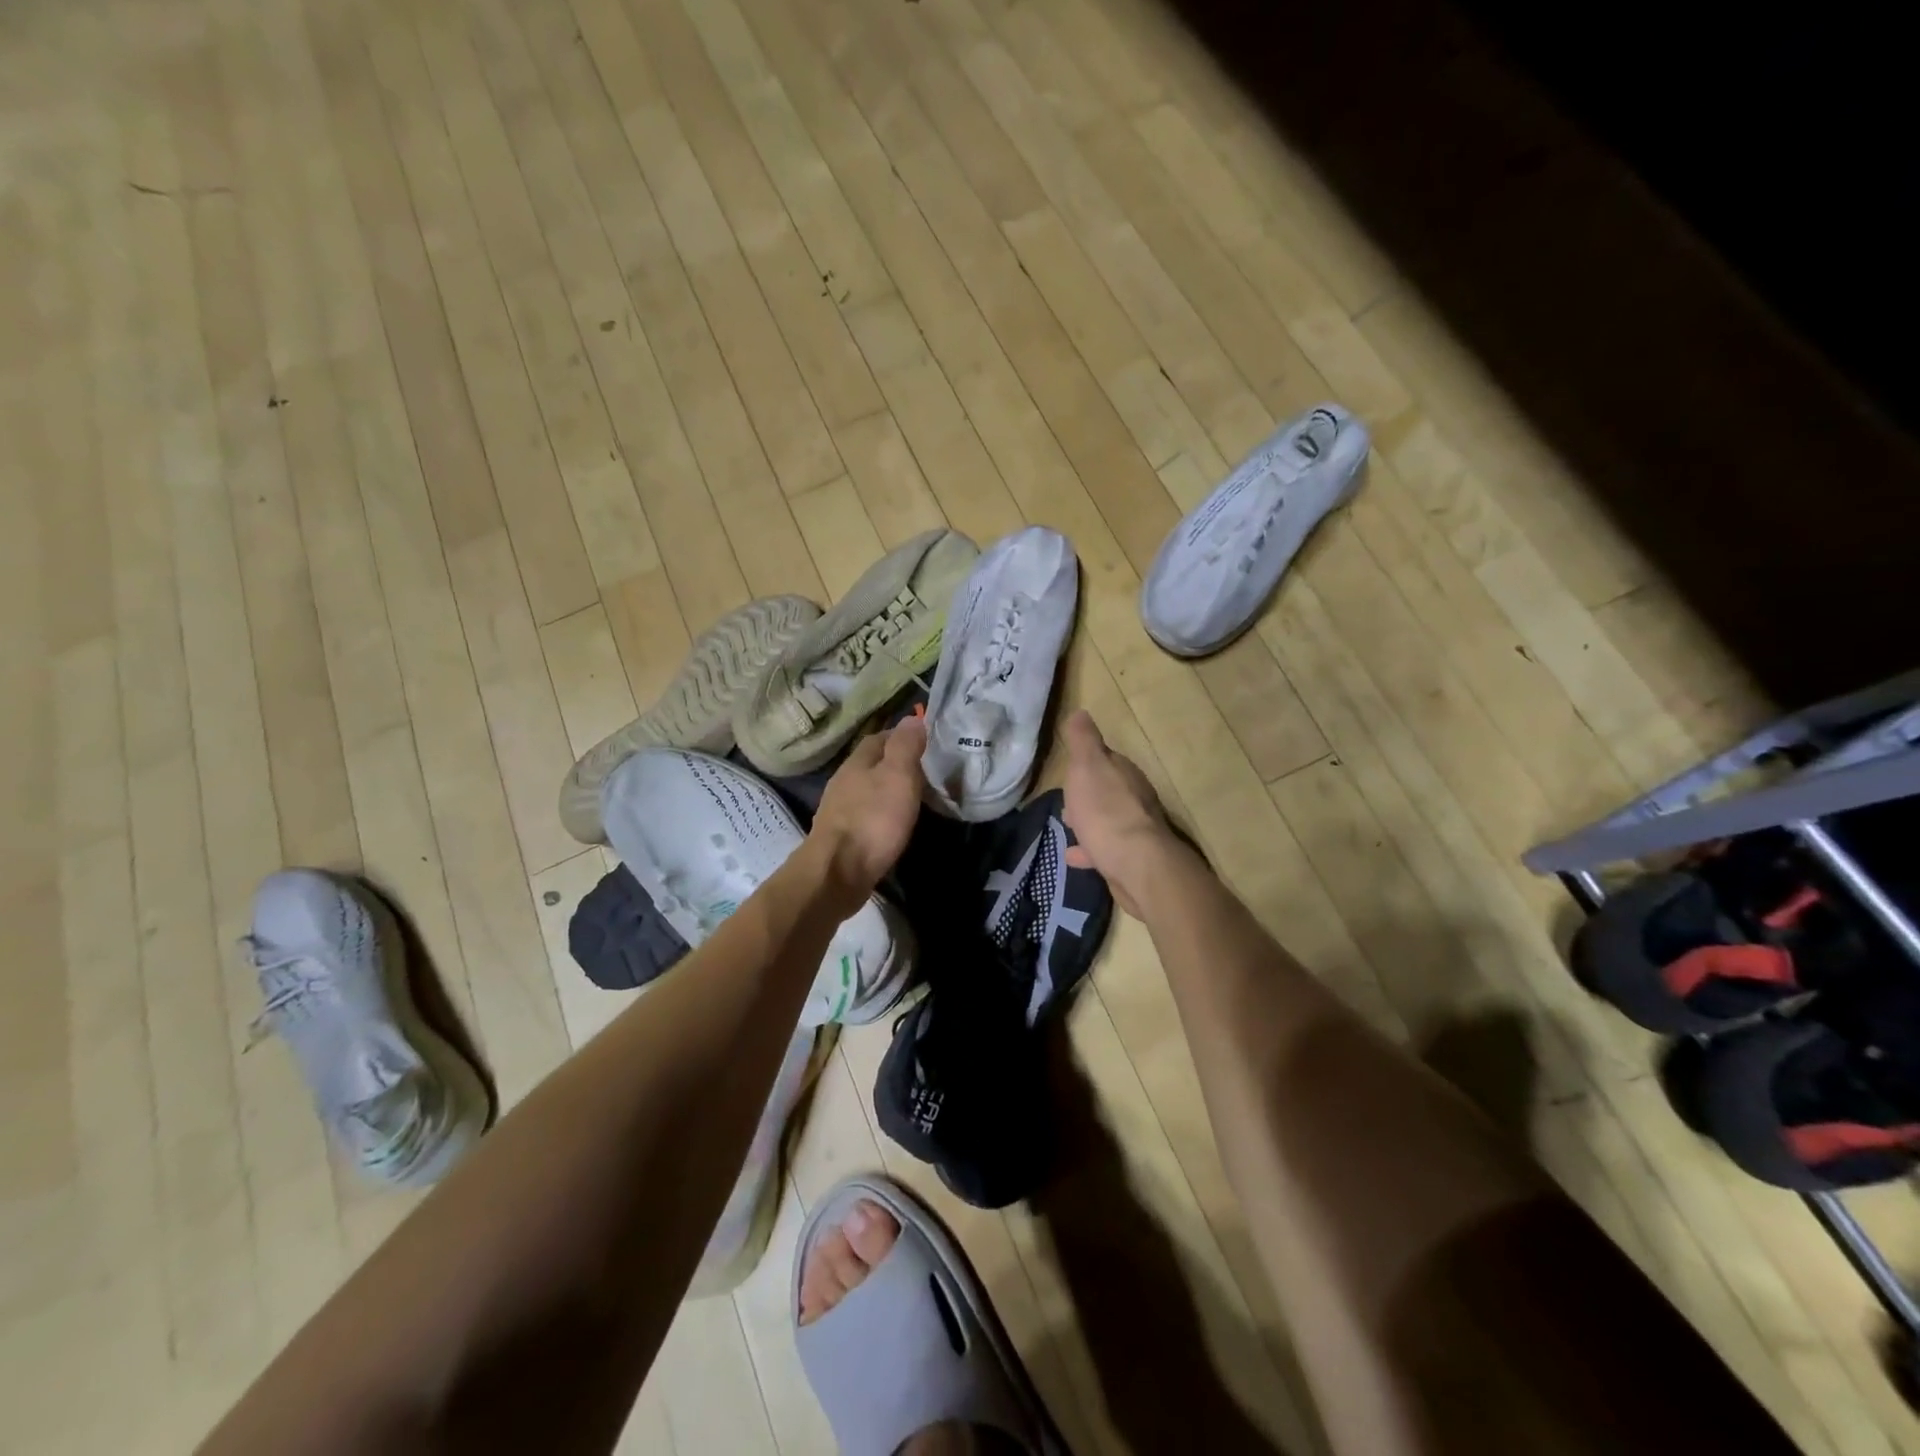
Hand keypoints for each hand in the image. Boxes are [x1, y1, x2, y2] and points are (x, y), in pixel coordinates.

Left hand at [807, 716, 927, 907]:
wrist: (837, 873)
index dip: (903, 737)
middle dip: (895, 764)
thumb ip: (905, 746)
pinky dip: (880, 814)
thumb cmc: (873, 820)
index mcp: (857, 762)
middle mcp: (844, 781)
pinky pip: (865, 815)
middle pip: (871, 763)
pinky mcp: (841, 836)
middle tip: (925, 772)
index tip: (926, 743)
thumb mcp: (898, 776)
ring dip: (887, 790)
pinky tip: (893, 824)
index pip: (880, 737)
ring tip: (913, 798)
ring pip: (867, 790)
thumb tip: (911, 718)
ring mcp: (839, 810)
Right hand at [1060, 710, 1173, 916]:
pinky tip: (1073, 856)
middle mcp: (1135, 799)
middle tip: (1066, 799)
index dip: (1087, 763)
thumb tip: (1081, 712)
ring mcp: (1134, 830)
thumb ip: (1083, 740)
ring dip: (1089, 820)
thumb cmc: (1106, 810)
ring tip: (1067, 825)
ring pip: (1107, 820)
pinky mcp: (1129, 859)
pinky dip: (1090, 849)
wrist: (1136, 865)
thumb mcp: (1087, 766)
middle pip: (1108, 791)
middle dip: (1088, 793)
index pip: (1106, 760)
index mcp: (1125, 773)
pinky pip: (1105, 849)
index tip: (1070, 768)